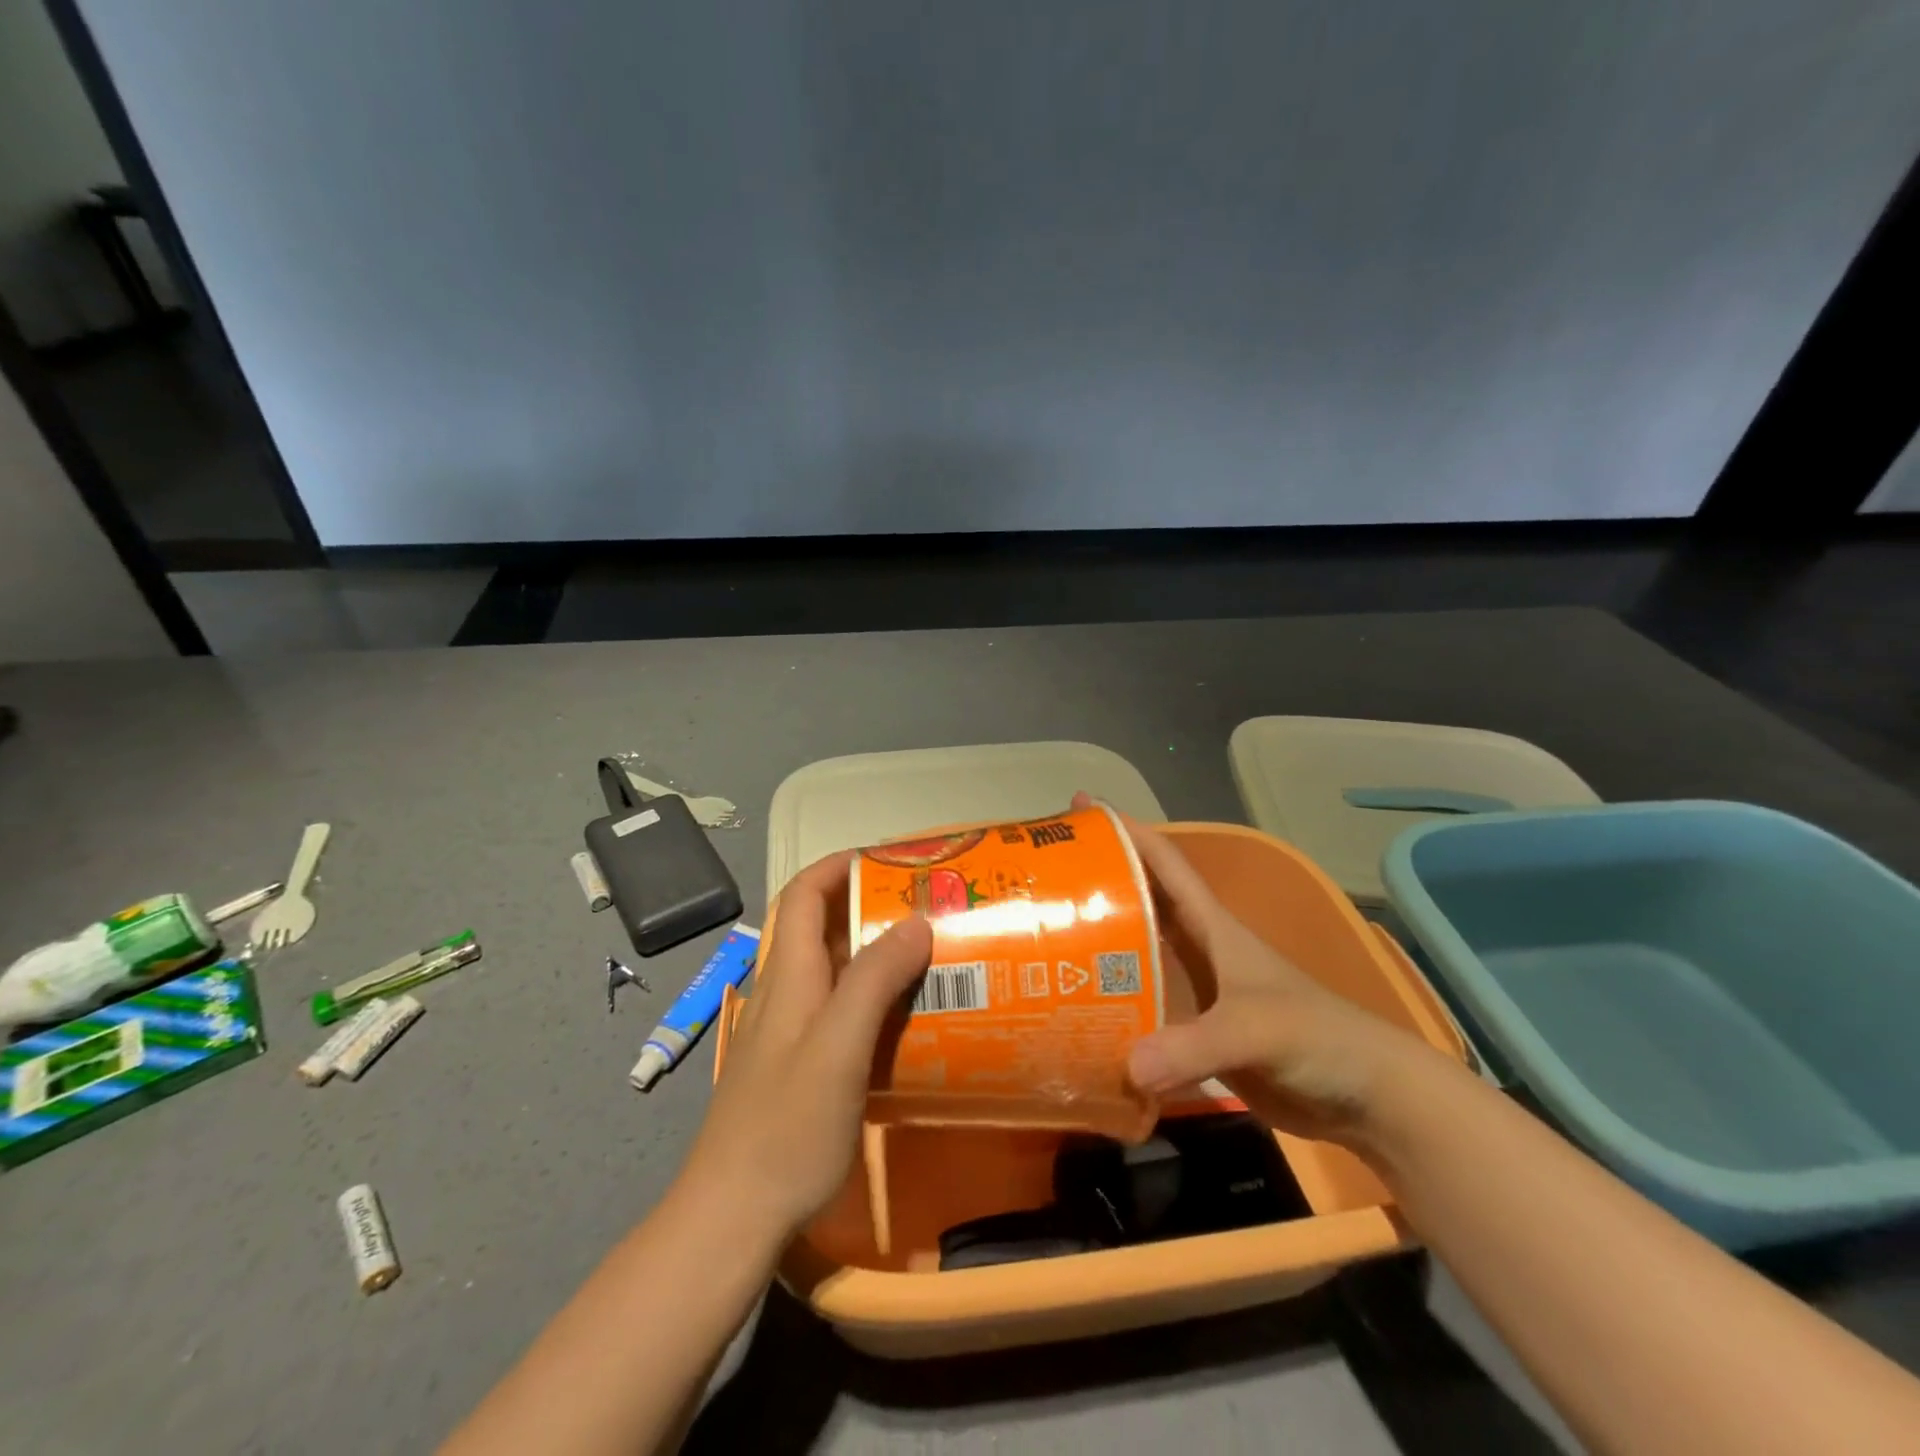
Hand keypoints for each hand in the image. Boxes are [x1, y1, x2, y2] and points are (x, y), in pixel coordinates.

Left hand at [681, 852, 931, 1240]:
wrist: (731, 1217)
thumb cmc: (786, 1127)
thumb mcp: (838, 1047)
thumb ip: (874, 980)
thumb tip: (916, 920)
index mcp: (789, 976)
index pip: (804, 894)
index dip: (839, 865)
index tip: (891, 861)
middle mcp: (785, 993)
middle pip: (823, 928)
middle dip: (871, 907)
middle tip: (930, 909)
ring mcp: (789, 1033)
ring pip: (834, 971)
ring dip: (877, 953)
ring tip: (931, 957)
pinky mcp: (798, 1067)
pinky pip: (839, 1011)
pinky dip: (872, 998)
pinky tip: (906, 1021)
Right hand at [1080, 793, 1434, 1143]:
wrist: (1364, 1095)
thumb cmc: (1316, 1038)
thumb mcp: (1256, 1030)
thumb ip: (1193, 1046)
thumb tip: (1126, 1066)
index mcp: (1213, 927)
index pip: (1166, 864)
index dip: (1129, 832)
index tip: (1083, 808)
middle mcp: (1199, 950)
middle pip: (1141, 902)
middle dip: (1100, 881)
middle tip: (1045, 874)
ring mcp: (1198, 992)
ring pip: (1137, 954)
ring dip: (1099, 943)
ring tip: (1045, 937)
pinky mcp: (1196, 1032)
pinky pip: (1143, 1006)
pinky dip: (1113, 1004)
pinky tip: (1078, 1012)